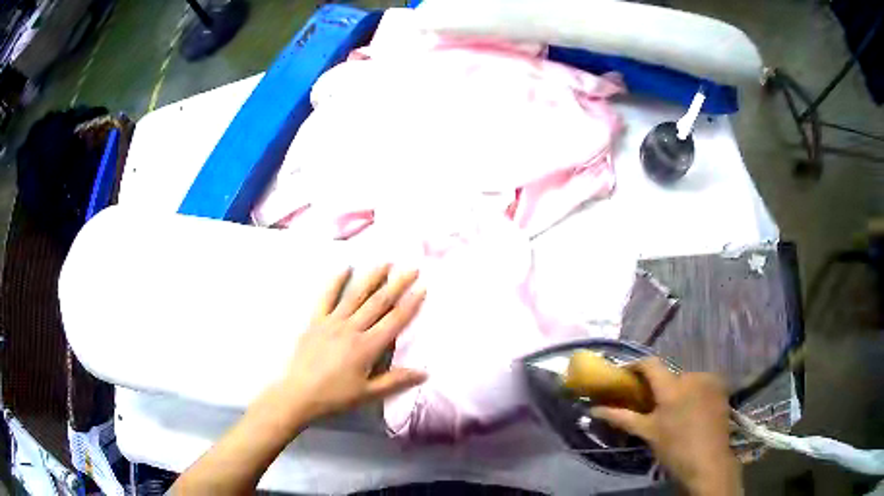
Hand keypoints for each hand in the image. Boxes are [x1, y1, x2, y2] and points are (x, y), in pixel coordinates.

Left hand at [272, 265, 427, 421]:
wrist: (298, 394)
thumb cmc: (335, 396)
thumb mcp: (368, 394)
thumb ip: (396, 381)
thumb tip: (425, 372)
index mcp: (367, 347)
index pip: (394, 321)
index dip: (410, 304)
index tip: (422, 287)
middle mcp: (351, 329)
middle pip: (378, 303)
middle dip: (397, 284)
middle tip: (411, 268)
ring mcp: (331, 322)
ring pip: (355, 295)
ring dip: (371, 277)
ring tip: (385, 262)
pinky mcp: (315, 321)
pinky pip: (326, 297)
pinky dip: (335, 282)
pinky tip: (344, 268)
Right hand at [591, 359, 741, 495]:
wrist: (709, 462)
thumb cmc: (674, 448)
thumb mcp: (648, 433)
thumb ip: (622, 417)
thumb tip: (594, 410)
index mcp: (672, 386)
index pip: (650, 364)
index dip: (635, 365)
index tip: (624, 375)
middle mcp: (692, 376)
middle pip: (669, 374)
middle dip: (658, 386)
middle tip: (649, 404)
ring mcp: (710, 381)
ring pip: (686, 380)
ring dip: (677, 390)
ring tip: (672, 412)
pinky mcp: (721, 389)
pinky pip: (701, 384)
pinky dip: (693, 393)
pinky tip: (691, 412)